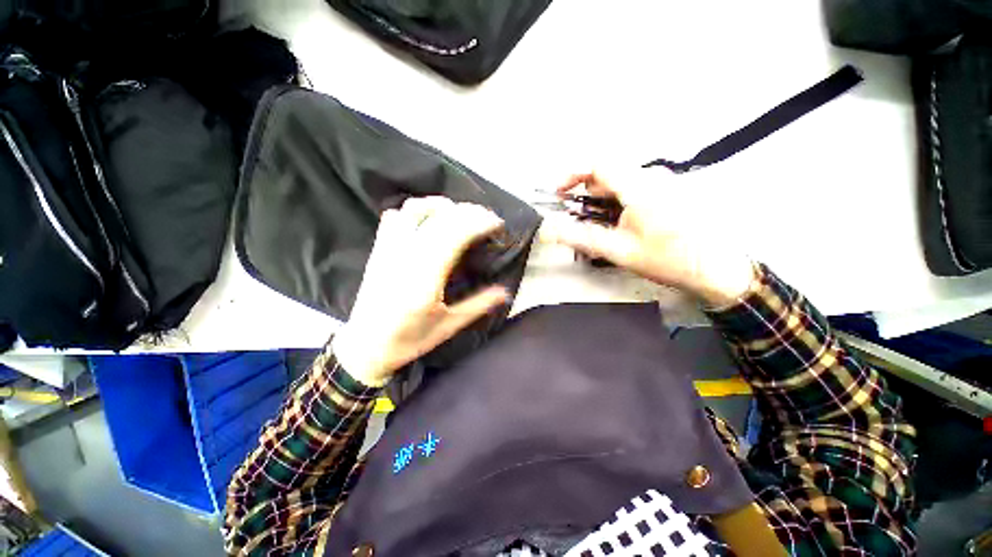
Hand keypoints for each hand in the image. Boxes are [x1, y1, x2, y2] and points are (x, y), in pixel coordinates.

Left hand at [332, 197, 510, 385]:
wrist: (365, 345)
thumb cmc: (409, 339)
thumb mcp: (448, 326)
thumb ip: (478, 305)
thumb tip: (505, 292)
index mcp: (426, 278)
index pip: (456, 235)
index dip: (480, 223)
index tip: (498, 224)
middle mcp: (407, 256)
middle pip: (441, 218)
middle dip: (469, 211)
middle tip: (487, 217)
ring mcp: (389, 249)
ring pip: (416, 209)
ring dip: (442, 205)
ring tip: (460, 213)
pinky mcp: (379, 249)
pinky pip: (395, 216)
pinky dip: (415, 209)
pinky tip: (428, 218)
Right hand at [543, 169, 755, 306]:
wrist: (715, 268)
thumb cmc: (668, 258)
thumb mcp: (618, 250)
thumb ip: (580, 237)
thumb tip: (549, 230)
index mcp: (639, 185)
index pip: (597, 164)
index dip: (572, 175)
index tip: (559, 192)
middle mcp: (653, 176)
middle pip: (607, 173)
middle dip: (585, 192)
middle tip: (575, 215)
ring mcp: (665, 181)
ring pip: (621, 181)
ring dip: (601, 199)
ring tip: (596, 224)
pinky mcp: (670, 190)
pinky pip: (635, 188)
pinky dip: (618, 201)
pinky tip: (619, 222)